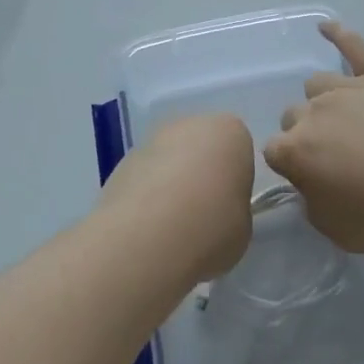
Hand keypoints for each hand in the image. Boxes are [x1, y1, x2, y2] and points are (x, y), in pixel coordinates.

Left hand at [101, 113, 255, 277]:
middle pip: (201, 147)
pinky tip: (146, 227)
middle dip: (202, 174)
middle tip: (202, 215)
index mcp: (230, 132)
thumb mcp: (243, 226)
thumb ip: (233, 208)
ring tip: (170, 226)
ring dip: (171, 183)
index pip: (239, 149)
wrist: (146, 238)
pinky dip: (146, 195)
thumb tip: (217, 211)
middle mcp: (189, 125)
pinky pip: (144, 177)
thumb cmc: (211, 227)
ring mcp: (151, 140)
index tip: (230, 207)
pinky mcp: (120, 161)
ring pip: (170, 160)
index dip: (235, 179)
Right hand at [263, 22, 363, 254]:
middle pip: (294, 116)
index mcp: (297, 150)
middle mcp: (315, 113)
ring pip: (317, 86)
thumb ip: (311, 201)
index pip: (274, 151)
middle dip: (307, 135)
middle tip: (336, 157)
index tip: (311, 179)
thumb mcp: (336, 230)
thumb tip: (310, 182)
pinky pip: (355, 48)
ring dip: (323, 103)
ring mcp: (348, 89)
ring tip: (347, 121)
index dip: (291, 166)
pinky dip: (339, 35)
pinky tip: (326, 27)